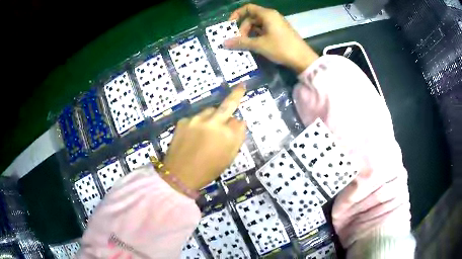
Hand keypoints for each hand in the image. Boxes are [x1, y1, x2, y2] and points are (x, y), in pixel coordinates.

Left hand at [163, 85, 246, 190]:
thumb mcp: (228, 158)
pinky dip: (198, 123)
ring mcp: (196, 120)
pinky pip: (196, 117)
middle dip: (236, 94)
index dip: (238, 126)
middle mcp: (214, 123)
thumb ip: (237, 138)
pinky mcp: (183, 120)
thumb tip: (239, 122)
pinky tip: (193, 135)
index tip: (236, 127)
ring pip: (210, 110)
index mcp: (228, 136)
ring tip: (207, 129)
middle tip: (241, 86)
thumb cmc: (207, 170)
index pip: (239, 122)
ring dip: (213, 115)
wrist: (179, 175)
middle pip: (228, 104)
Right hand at [224, 4, 318, 72]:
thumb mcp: (259, 45)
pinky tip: (255, 45)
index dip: (237, 14)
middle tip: (239, 41)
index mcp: (267, 14)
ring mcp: (277, 24)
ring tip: (246, 45)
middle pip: (251, 18)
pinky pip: (265, 30)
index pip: (248, 8)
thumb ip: (241, 42)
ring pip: (258, 25)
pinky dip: (258, 36)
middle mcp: (272, 16)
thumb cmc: (281, 48)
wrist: (302, 59)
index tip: (230, 25)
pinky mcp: (280, 31)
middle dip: (243, 28)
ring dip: (250, 34)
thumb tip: (224, 43)